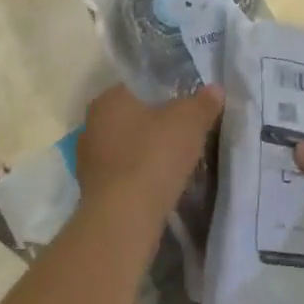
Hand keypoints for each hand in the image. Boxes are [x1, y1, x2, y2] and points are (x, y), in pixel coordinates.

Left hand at [74, 84, 223, 227]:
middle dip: (154, 126)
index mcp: (109, 100)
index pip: (137, 87)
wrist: (124, 217)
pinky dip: (138, 177)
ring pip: (124, 147)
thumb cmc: (154, 156)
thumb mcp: (189, 122)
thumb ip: (202, 103)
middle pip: (130, 118)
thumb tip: (215, 90)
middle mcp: (91, 124)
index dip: (163, 94)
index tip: (185, 109)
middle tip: (184, 136)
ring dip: (145, 153)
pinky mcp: (92, 190)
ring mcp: (88, 159)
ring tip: (174, 164)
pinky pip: (122, 174)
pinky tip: (158, 186)